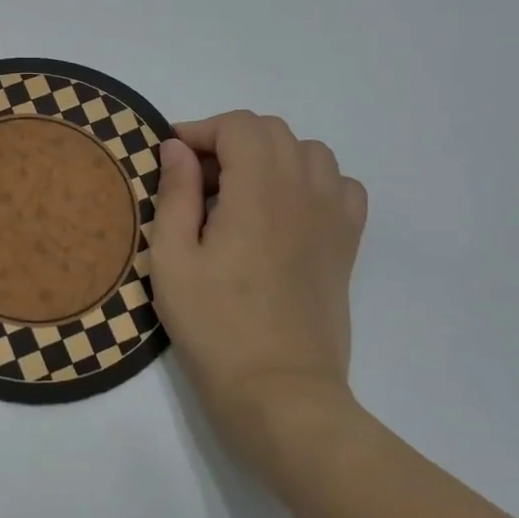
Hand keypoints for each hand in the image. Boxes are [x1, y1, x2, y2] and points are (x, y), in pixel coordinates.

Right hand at [151, 111, 368, 479]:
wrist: (279, 391)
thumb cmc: (214, 326)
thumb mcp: (171, 259)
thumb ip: (175, 193)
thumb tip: (177, 148)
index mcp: (258, 193)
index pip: (239, 126)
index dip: (201, 130)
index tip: (173, 158)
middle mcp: (303, 193)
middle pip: (273, 131)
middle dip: (230, 140)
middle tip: (199, 179)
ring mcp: (333, 218)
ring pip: (310, 152)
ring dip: (271, 156)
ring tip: (241, 192)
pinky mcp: (346, 245)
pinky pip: (341, 186)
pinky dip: (312, 181)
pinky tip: (286, 210)